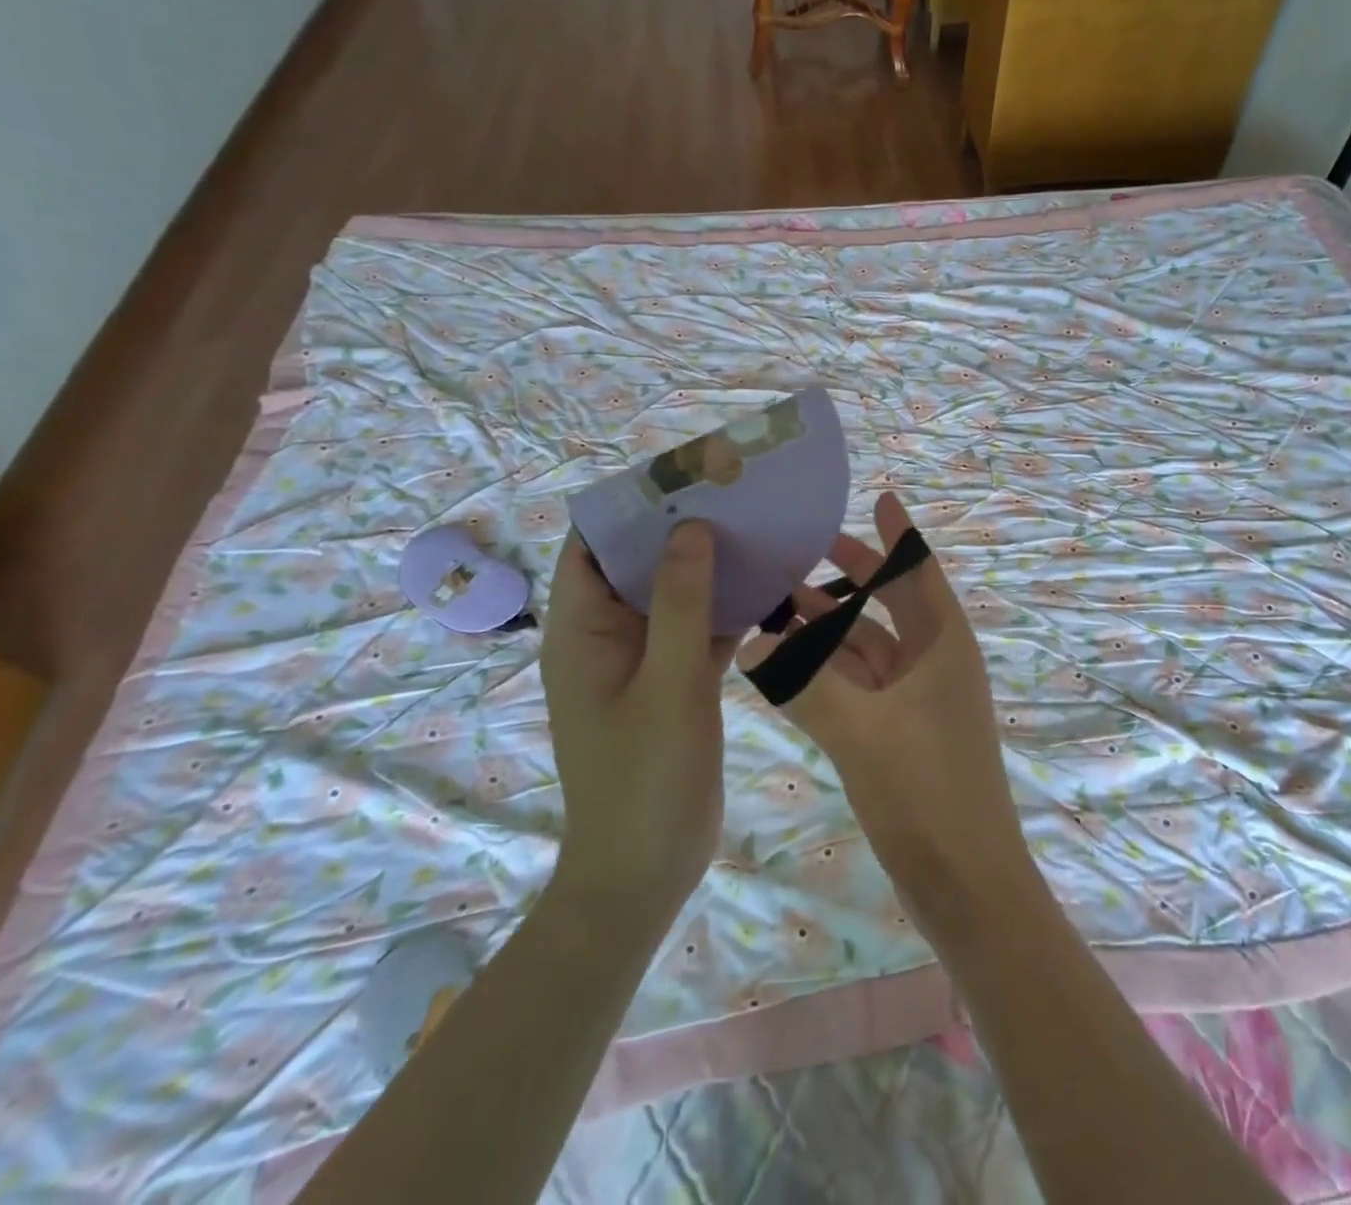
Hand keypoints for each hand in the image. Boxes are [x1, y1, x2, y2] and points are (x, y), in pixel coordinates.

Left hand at [540, 524, 737, 927]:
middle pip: (638, 566)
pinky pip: (697, 632)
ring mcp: (642, 662)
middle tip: (733, 496)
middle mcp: (606, 637)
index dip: (629, 507)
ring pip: (673, 597)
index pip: (592, 546)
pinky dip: (725, 611)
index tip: (683, 477)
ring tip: (755, 529)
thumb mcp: (669, 683)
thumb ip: (682, 603)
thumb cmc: (645, 777)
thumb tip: (691, 527)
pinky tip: (768, 589)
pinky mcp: (673, 684)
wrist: (646, 872)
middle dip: (680, 530)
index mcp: (582, 631)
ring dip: (708, 569)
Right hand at [738, 493, 1037, 927]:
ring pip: (869, 645)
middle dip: (854, 575)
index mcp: (944, 646)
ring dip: (832, 624)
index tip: (879, 497)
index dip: (900, 535)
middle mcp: (935, 663)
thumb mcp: (862, 732)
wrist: (966, 885)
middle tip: (806, 547)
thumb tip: (755, 644)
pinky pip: (859, 684)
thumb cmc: (927, 794)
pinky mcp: (900, 732)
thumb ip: (805, 685)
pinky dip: (829, 668)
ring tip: (781, 597)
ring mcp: (917, 700)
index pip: (920, 572)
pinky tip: (788, 660)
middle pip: (892, 603)